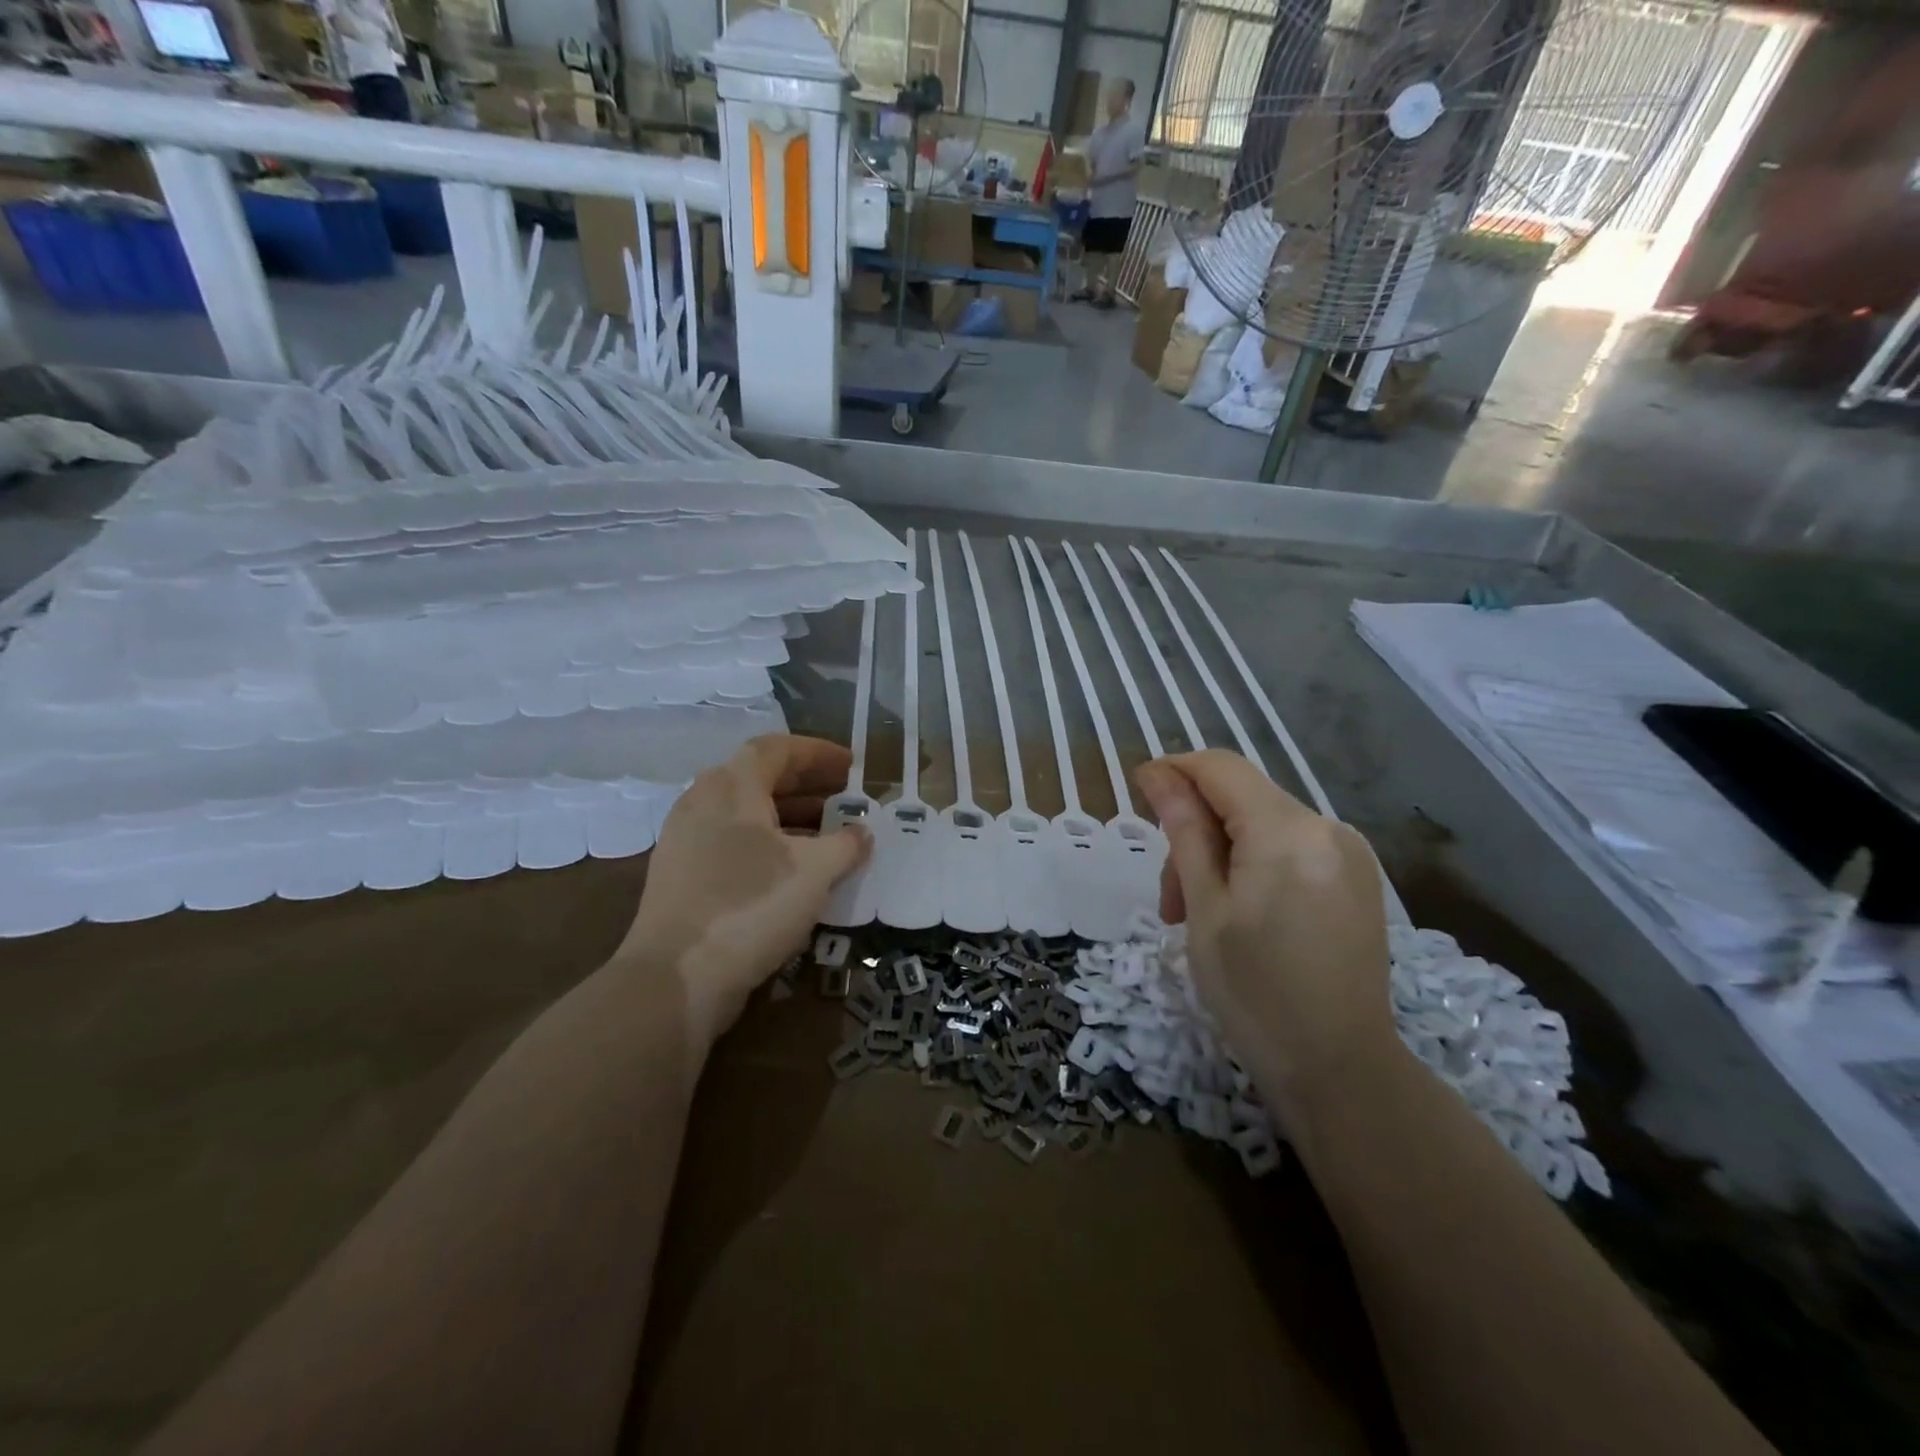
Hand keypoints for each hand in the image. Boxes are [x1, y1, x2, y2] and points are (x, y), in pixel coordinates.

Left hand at [617, 735, 870, 1048]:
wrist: (677, 977)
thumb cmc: (751, 905)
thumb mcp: (814, 871)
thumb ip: (846, 844)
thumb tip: (862, 832)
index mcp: (731, 786)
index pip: (777, 749)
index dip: (818, 752)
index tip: (852, 765)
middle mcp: (703, 802)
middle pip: (760, 779)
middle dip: (808, 786)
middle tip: (846, 798)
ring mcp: (686, 841)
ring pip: (747, 815)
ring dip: (791, 819)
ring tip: (830, 836)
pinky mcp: (681, 877)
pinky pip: (733, 844)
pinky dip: (769, 846)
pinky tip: (796, 873)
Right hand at [1135, 751, 1396, 1136]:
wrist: (1342, 1071)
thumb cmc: (1255, 994)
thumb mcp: (1205, 910)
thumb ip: (1184, 832)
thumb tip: (1157, 775)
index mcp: (1288, 832)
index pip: (1221, 768)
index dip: (1174, 770)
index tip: (1137, 793)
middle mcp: (1328, 828)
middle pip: (1241, 800)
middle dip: (1195, 832)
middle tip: (1169, 900)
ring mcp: (1349, 855)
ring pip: (1263, 826)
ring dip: (1221, 855)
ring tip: (1197, 917)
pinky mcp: (1356, 880)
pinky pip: (1290, 850)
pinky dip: (1253, 867)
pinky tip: (1240, 914)